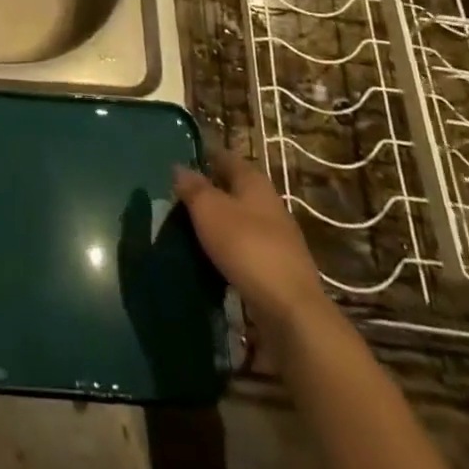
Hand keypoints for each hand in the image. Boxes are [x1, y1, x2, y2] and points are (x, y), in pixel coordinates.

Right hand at [174, 151, 328, 328]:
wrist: (291, 311)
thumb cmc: (247, 247)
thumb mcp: (209, 210)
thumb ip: (193, 187)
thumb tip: (179, 168)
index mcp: (253, 180)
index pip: (224, 157)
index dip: (202, 156)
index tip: (178, 163)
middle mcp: (268, 202)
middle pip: (232, 189)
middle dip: (208, 193)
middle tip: (177, 201)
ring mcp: (277, 237)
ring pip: (239, 220)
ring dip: (217, 224)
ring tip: (188, 232)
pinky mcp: (278, 269)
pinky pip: (245, 249)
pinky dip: (228, 251)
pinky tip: (210, 261)